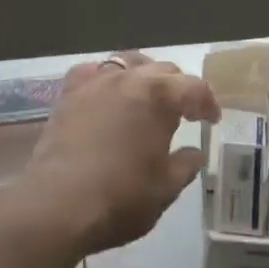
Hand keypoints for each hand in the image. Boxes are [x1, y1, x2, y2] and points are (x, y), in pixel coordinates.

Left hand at [6, 53, 219, 258]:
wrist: (56, 204)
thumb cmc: (120, 198)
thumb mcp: (165, 189)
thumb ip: (185, 166)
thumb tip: (194, 153)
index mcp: (159, 96)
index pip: (194, 87)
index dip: (207, 103)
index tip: (211, 121)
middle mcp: (129, 78)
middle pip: (163, 70)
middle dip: (178, 88)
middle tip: (184, 112)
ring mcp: (95, 82)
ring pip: (127, 63)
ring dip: (143, 76)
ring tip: (146, 98)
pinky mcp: (68, 93)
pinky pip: (92, 72)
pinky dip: (105, 78)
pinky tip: (106, 94)